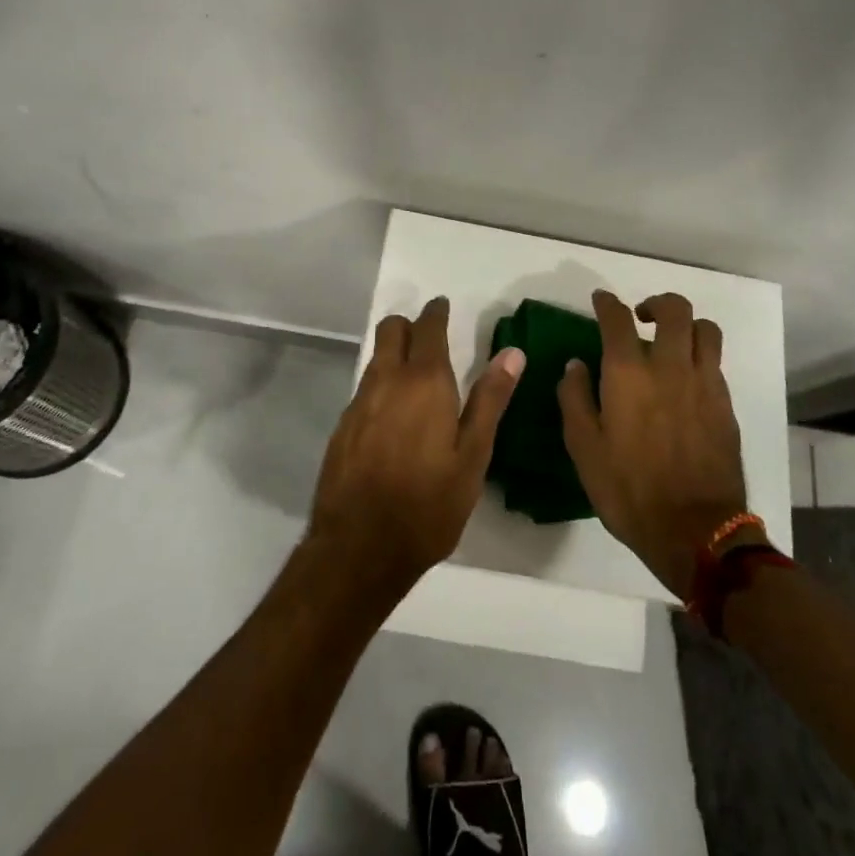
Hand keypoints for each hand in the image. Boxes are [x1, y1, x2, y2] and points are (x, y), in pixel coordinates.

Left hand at [308, 297, 522, 601]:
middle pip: (391, 330)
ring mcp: (359, 403)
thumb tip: (512, 352)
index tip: (443, 308)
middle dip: (409, 326)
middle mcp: (386, 381)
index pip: (428, 327)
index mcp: (424, 381)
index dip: (436, 313)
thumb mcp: (473, 456)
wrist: (360, 547)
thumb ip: (490, 399)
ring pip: (376, 359)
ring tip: (416, 381)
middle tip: (430, 340)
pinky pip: (364, 389)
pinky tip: (394, 420)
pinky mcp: (342, 427)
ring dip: (394, 355)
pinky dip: (381, 387)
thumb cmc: (429, 504)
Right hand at [558, 290, 750, 597]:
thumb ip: (575, 399)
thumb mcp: (584, 449)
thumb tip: (576, 365)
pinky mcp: (726, 405)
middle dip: (655, 303)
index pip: (617, 318)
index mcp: (629, 374)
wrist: (695, 532)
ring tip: (671, 341)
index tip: (600, 300)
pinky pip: (716, 362)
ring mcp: (704, 384)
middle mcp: (670, 367)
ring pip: (705, 329)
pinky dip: (700, 356)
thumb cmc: (629, 490)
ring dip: (686, 325)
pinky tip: (686, 379)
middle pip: (674, 309)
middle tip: (640, 316)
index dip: (607, 302)